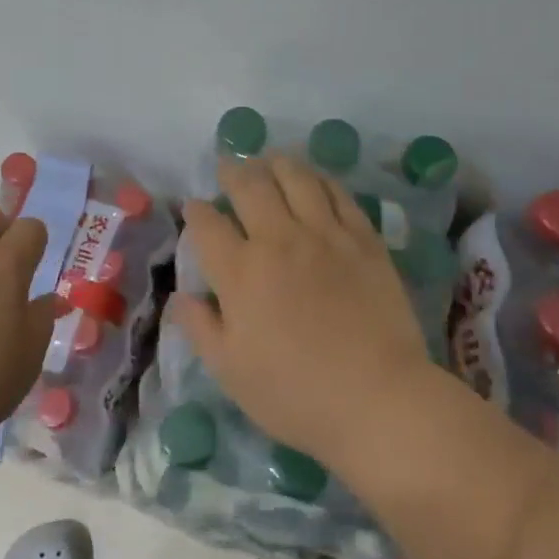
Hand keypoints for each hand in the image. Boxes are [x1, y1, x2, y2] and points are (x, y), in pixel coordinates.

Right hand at [174, 156, 435, 465]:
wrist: (378, 398)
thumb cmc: (296, 394)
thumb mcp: (231, 372)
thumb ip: (200, 328)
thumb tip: (179, 295)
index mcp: (241, 272)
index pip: (208, 225)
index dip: (196, 211)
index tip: (194, 207)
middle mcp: (279, 240)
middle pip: (250, 187)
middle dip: (233, 172)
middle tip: (228, 167)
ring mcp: (325, 234)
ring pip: (296, 178)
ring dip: (276, 164)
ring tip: (269, 160)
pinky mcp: (363, 238)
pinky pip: (338, 194)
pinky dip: (320, 179)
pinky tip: (315, 179)